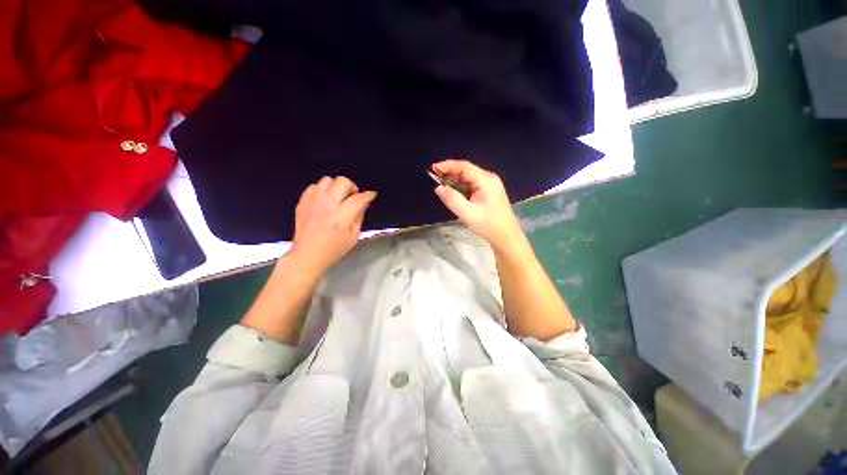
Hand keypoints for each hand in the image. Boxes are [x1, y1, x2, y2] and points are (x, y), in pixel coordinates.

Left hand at [289, 176, 376, 275]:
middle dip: (351, 187)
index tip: (371, 195)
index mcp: (341, 217)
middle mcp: (327, 205)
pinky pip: (314, 186)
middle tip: (352, 197)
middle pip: (342, 182)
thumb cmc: (334, 249)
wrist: (308, 255)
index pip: (358, 198)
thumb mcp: (353, 236)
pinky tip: (325, 200)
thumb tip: (364, 202)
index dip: (367, 195)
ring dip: (336, 186)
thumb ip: (359, 216)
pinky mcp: (302, 202)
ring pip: (327, 180)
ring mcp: (312, 202)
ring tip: (338, 197)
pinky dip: (322, 190)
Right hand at [432, 160, 524, 250]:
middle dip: (449, 173)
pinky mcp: (489, 191)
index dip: (447, 166)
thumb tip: (438, 187)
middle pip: (466, 171)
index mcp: (485, 180)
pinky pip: (472, 184)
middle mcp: (489, 178)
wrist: (506, 236)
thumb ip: (452, 199)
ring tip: (442, 187)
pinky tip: (454, 193)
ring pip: (468, 178)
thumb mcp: (467, 214)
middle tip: (435, 179)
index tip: (433, 169)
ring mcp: (490, 184)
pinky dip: (461, 187)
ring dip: (455, 181)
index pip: (464, 167)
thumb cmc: (488, 225)